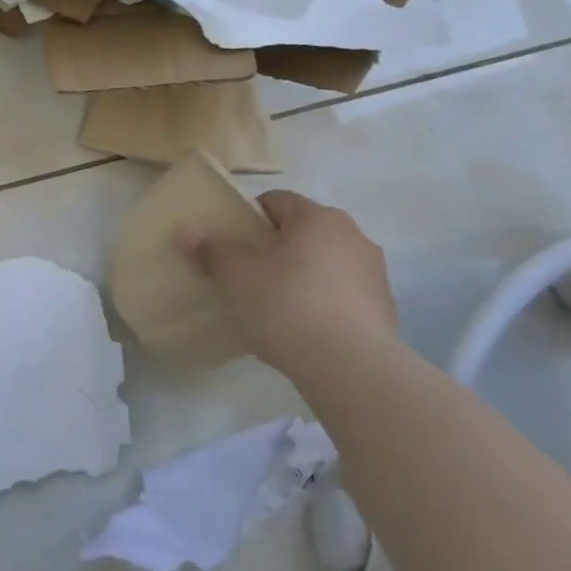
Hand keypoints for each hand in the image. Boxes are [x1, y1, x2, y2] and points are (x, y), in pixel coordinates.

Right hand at [180, 191, 399, 375]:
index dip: (246, 219)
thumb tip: (186, 231)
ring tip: (272, 308)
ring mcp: (374, 273)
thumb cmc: (287, 306)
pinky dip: (319, 304)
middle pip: (301, 232)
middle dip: (272, 250)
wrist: (351, 368)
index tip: (228, 246)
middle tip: (245, 277)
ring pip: (322, 264)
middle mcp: (353, 235)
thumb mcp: (237, 275)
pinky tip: (300, 330)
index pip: (275, 201)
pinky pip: (340, 295)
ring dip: (298, 277)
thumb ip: (212, 249)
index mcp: (318, 217)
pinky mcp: (384, 309)